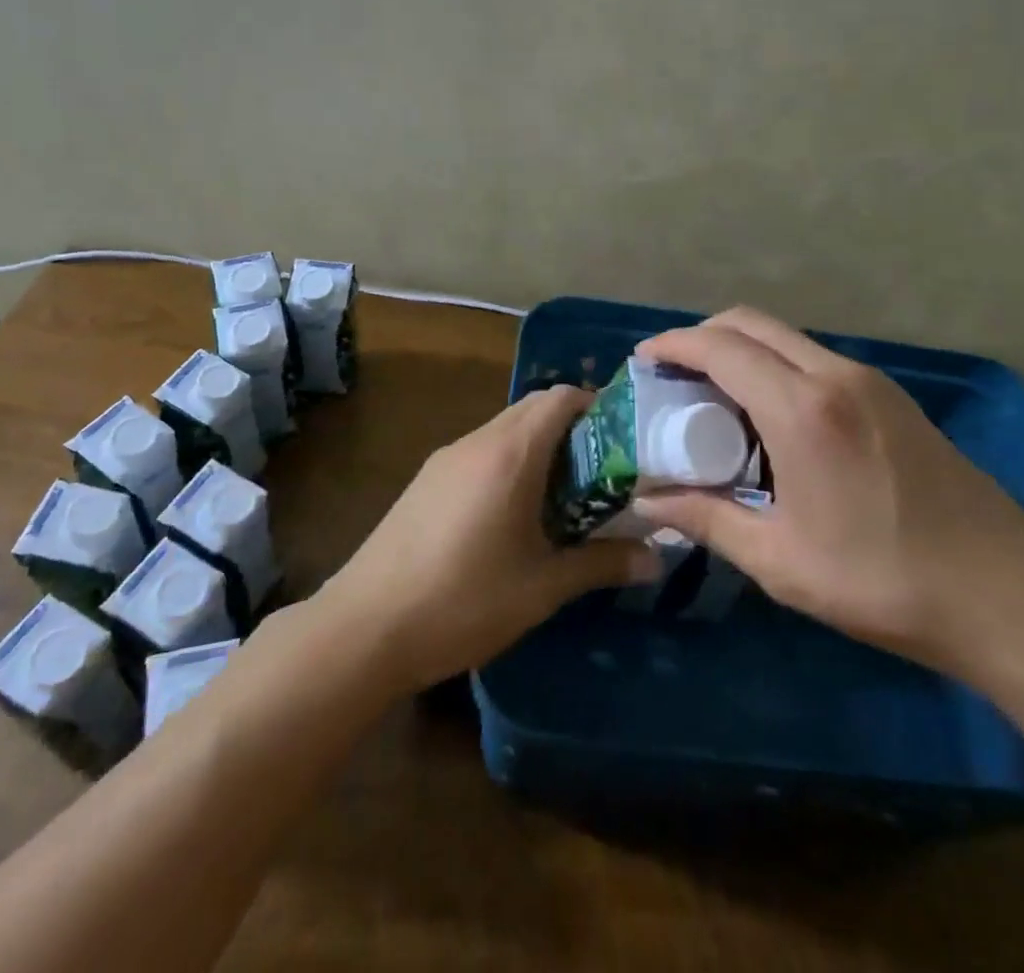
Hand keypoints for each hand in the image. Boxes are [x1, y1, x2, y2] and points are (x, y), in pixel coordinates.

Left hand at [317, 385, 662, 693]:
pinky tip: (512, 514)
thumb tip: (658, 559)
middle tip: (601, 473)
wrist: (365, 626)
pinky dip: (508, 462)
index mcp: (511, 453)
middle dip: (572, 428)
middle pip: (533, 408)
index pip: (561, 397)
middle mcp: (477, 441)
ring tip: (562, 497)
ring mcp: (446, 458)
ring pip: (504, 430)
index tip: (623, 442)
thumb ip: (602, 564)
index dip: (597, 407)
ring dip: (538, 447)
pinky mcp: (425, 480)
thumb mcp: (542, 586)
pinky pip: (479, 451)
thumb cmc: (464, 600)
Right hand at [630, 307, 1023, 684]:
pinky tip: (771, 418)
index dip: (673, 345)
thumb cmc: (884, 581)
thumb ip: (708, 521)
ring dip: (742, 351)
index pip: (720, 348)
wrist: (1008, 595)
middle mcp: (835, 376)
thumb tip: (648, 502)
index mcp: (802, 409)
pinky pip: (815, 359)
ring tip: (715, 399)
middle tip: (673, 376)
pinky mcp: (892, 398)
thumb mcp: (781, 561)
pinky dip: (776, 367)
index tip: (642, 361)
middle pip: (751, 324)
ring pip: (786, 338)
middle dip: (703, 337)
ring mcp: (870, 382)